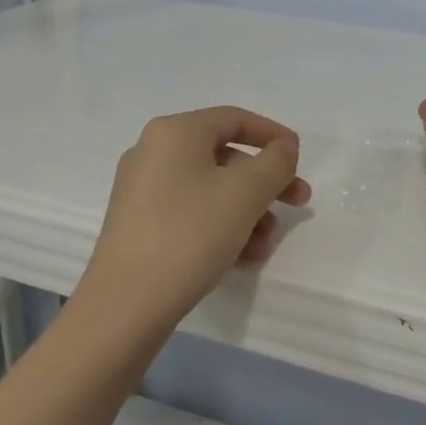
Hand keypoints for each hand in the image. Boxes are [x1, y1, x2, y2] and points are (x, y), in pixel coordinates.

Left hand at [79, 107, 311, 338]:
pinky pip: (193, 213)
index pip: (234, 119)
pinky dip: (222, 228)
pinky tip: (243, 259)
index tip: (301, 159)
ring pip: (212, 190)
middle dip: (266, 183)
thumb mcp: (245, 193)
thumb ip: (275, 162)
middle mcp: (154, 152)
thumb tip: (283, 148)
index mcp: (175, 132)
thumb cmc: (189, 234)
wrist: (125, 306)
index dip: (273, 135)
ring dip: (248, 213)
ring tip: (265, 246)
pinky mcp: (140, 225)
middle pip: (226, 157)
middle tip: (298, 204)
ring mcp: (143, 190)